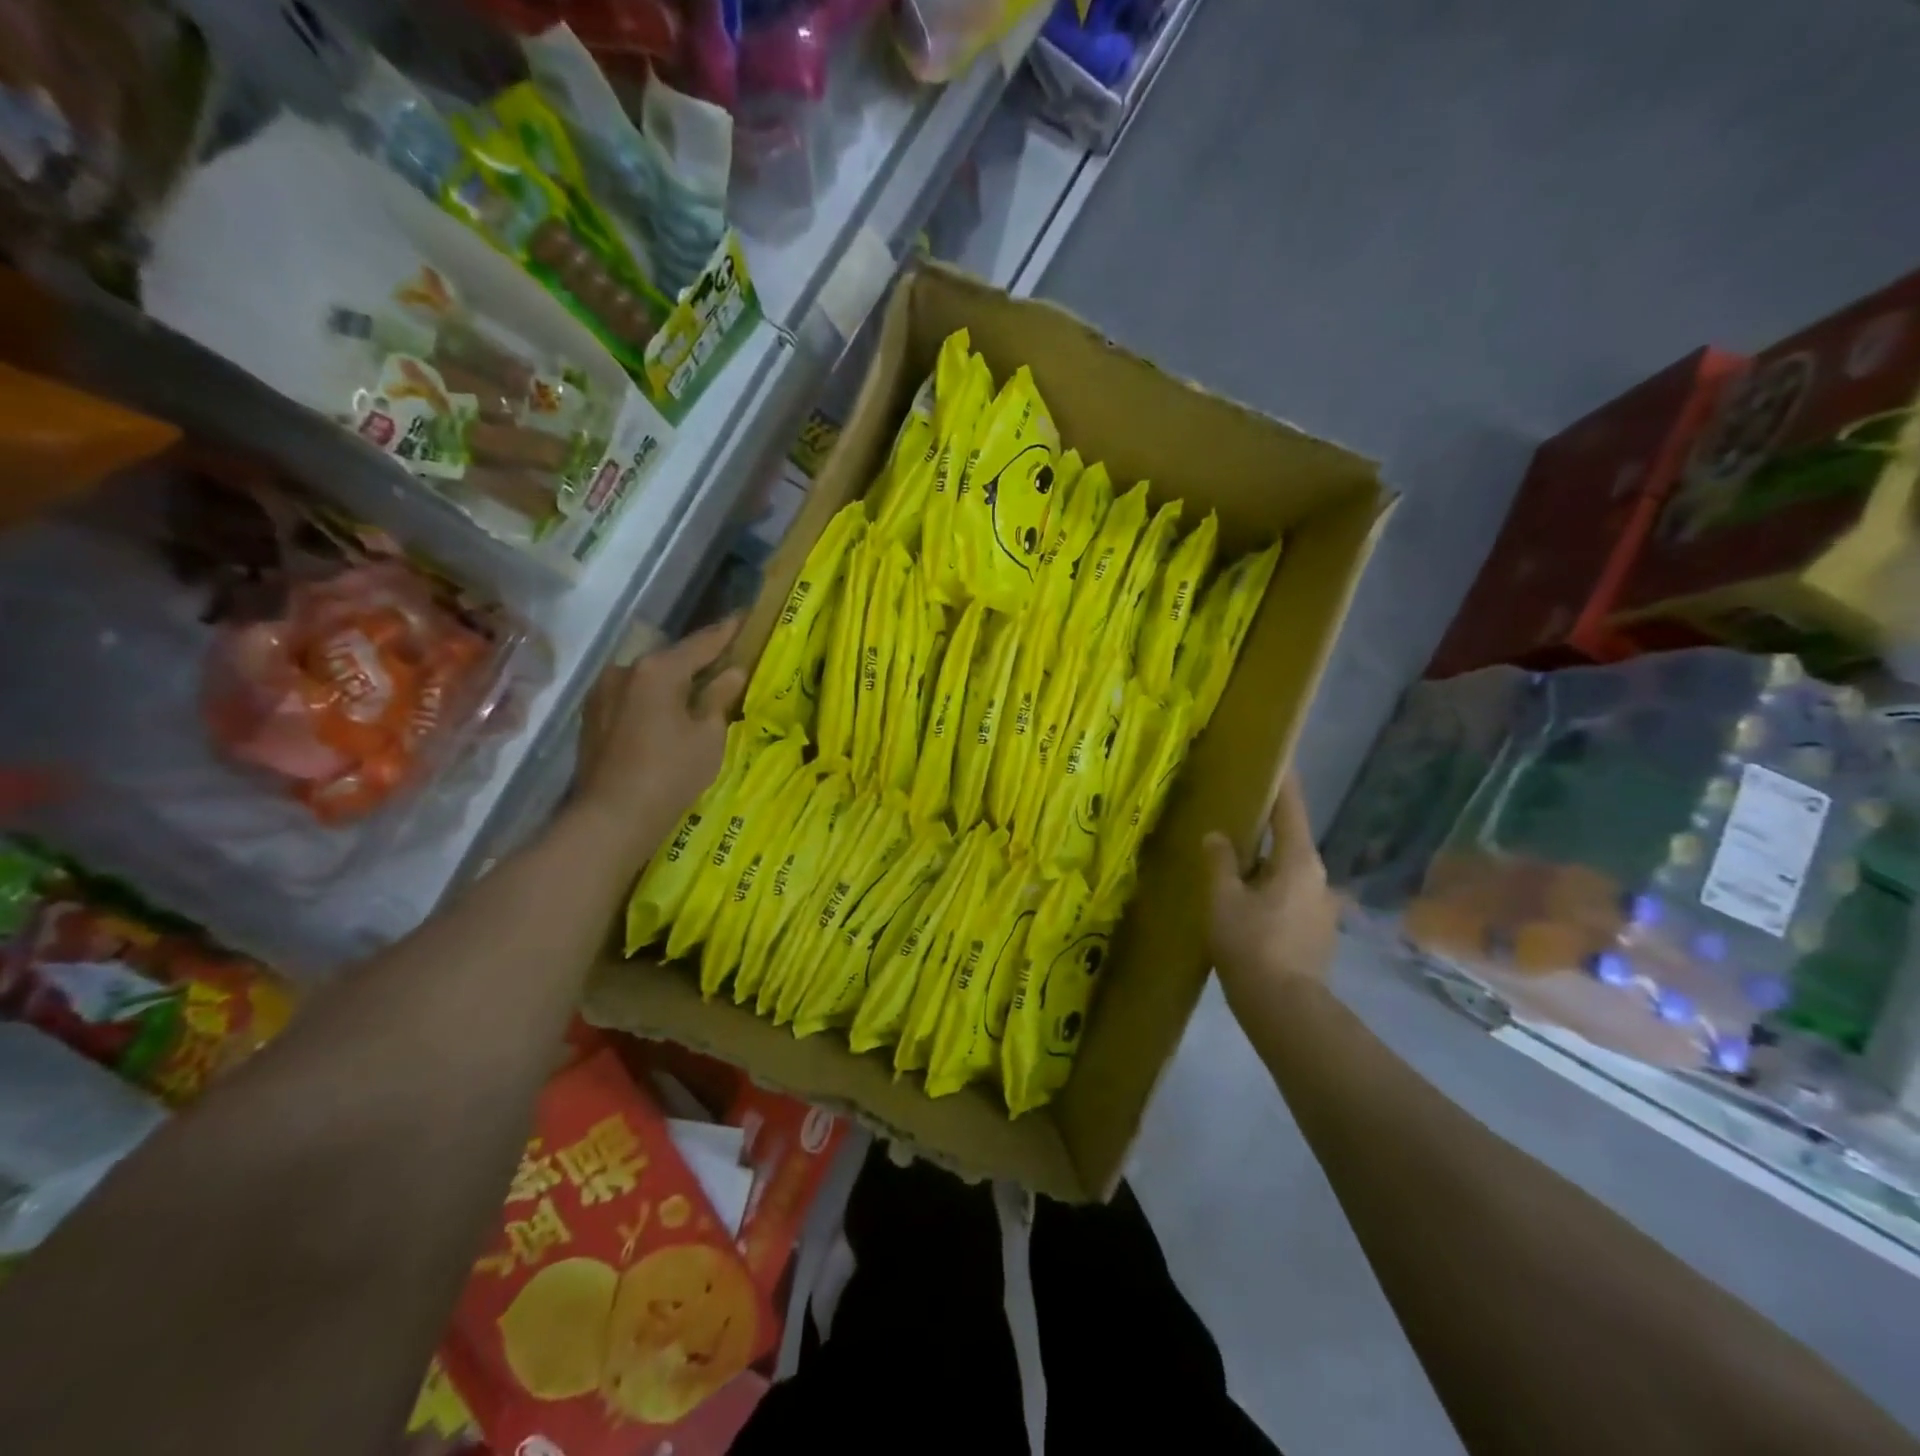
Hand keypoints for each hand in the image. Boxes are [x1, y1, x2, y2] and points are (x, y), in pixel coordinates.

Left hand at [575, 618, 746, 861]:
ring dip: (674, 682)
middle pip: (671, 658)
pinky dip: (653, 699)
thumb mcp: (708, 735)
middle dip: (699, 660)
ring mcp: (603, 691)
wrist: (612, 816)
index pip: (702, 642)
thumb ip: (719, 697)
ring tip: (698, 692)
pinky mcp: (593, 715)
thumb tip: (732, 672)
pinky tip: (668, 715)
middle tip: (726, 661)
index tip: (745, 616)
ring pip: (649, 678)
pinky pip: (633, 696)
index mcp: (658, 670)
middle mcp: (625, 670)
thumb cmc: (670, 773)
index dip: (727, 631)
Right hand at [1203, 773, 1338, 1005]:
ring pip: (1289, 872)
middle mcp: (1319, 878)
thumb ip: (1219, 862)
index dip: (1282, 783)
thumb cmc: (1252, 945)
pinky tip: (1247, 904)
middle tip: (1233, 819)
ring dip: (1265, 864)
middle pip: (1291, 841)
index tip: (1276, 760)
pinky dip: (1270, 889)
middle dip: (1265, 829)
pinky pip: (1291, 896)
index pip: (1290, 809)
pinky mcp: (1318, 931)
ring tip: (1234, 865)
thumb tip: (1216, 837)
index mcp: (1299, 861)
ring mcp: (1323, 907)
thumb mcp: (1223, 899)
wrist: (1286, 1008)